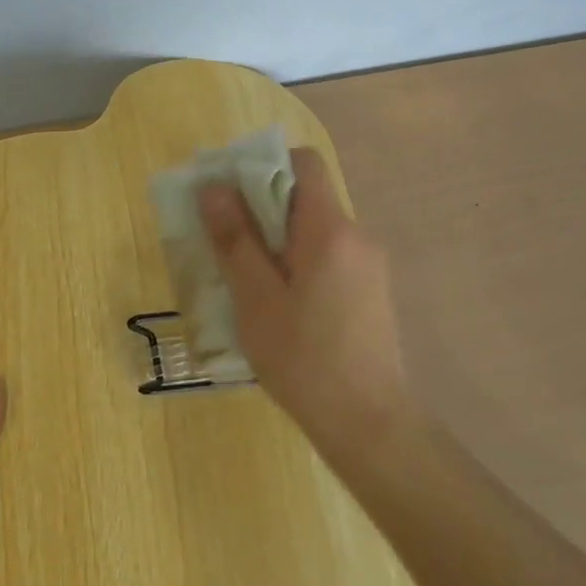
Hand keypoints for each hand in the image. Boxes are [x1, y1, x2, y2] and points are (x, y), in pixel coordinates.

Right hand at [198, 147, 410, 444]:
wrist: (370, 423)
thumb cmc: (305, 360)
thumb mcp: (257, 300)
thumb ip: (236, 240)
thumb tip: (213, 187)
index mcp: (330, 228)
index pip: (305, 162)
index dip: (265, 164)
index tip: (231, 192)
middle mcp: (357, 235)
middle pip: (308, 196)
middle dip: (264, 206)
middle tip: (226, 239)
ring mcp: (369, 264)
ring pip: (317, 228)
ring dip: (280, 238)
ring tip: (247, 277)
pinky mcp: (371, 290)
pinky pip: (330, 255)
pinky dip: (300, 261)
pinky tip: (280, 303)